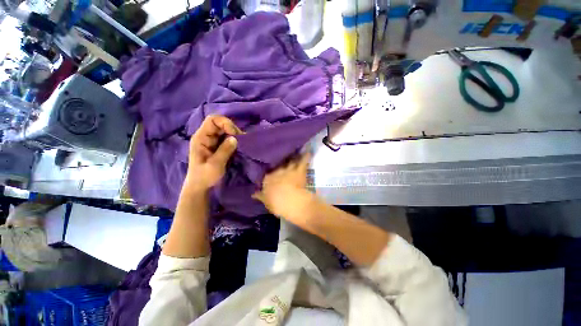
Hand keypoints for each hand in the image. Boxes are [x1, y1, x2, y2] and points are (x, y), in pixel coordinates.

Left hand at [185, 115, 242, 191]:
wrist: (200, 187)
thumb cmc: (204, 177)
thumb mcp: (215, 165)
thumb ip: (224, 151)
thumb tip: (235, 138)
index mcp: (200, 138)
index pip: (212, 120)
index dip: (225, 123)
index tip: (235, 134)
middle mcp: (206, 137)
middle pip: (220, 123)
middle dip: (232, 129)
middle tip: (242, 140)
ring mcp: (211, 141)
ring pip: (224, 130)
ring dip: (234, 135)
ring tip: (242, 143)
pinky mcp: (217, 146)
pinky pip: (226, 138)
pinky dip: (234, 140)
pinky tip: (239, 146)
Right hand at [252, 152, 313, 219]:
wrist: (291, 201)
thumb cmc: (277, 203)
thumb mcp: (266, 201)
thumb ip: (260, 196)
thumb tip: (253, 194)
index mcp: (267, 178)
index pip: (267, 174)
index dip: (269, 173)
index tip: (269, 172)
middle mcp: (277, 171)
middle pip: (278, 165)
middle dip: (279, 162)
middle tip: (281, 159)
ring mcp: (288, 169)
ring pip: (290, 161)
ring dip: (291, 157)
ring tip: (292, 152)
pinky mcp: (299, 170)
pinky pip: (303, 161)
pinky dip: (306, 156)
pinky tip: (308, 151)